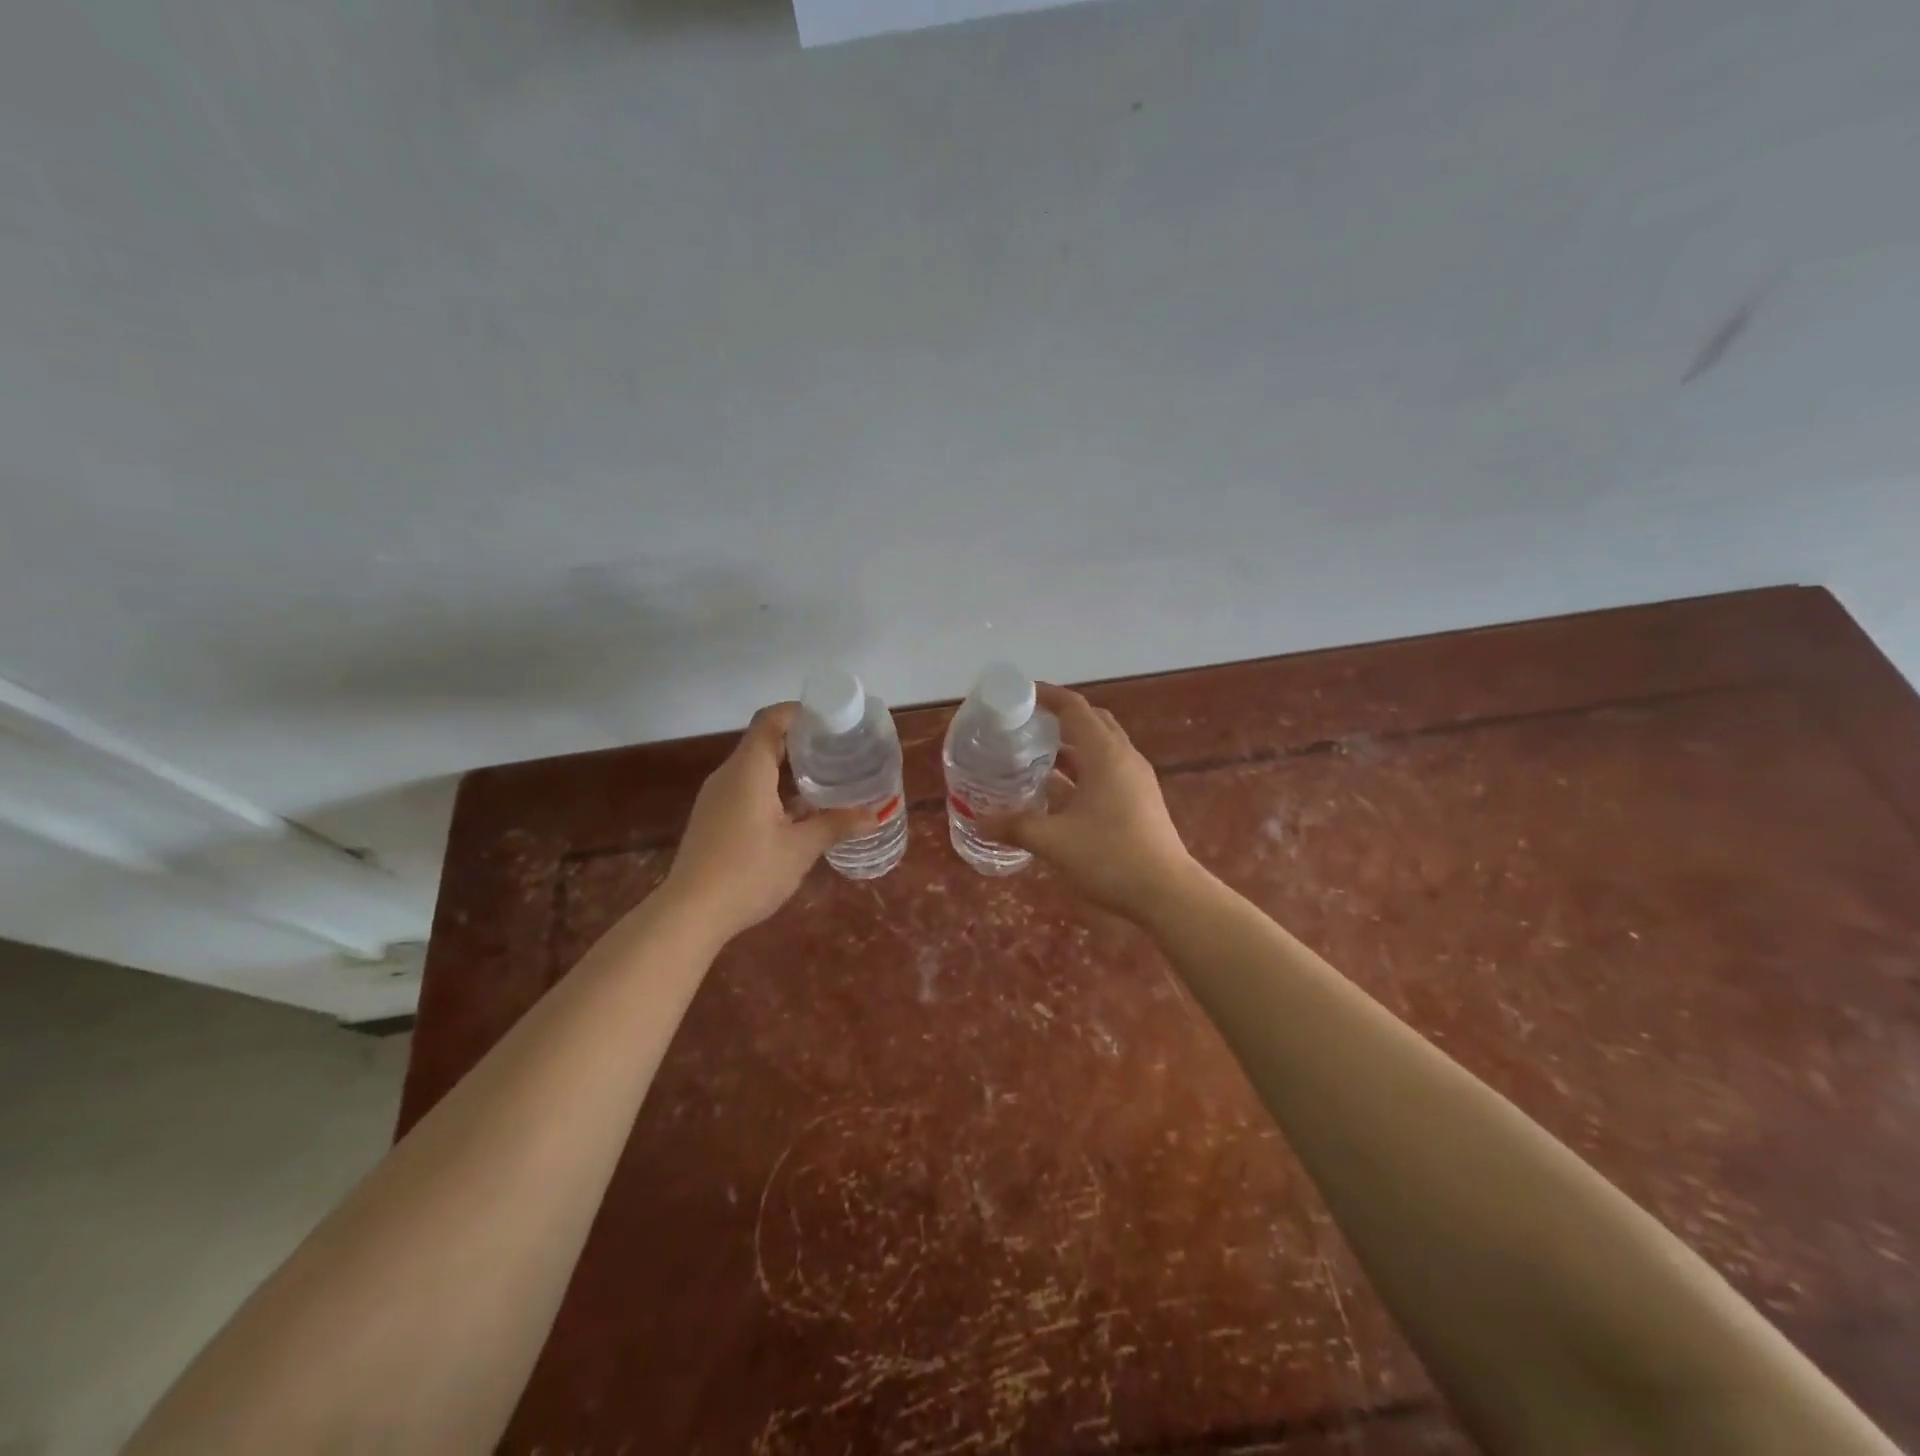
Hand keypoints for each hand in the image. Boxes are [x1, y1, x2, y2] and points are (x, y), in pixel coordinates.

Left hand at [663, 703, 873, 942]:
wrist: (689, 914)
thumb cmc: (748, 872)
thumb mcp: (800, 849)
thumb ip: (836, 825)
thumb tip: (874, 814)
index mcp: (748, 770)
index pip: (771, 720)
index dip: (801, 712)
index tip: (832, 720)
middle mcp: (728, 775)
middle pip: (764, 741)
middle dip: (801, 741)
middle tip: (839, 750)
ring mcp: (716, 798)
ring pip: (755, 768)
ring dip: (788, 769)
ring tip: (826, 779)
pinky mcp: (713, 819)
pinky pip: (746, 789)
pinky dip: (773, 789)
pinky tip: (798, 813)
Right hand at [978, 684, 1198, 919]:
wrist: (1167, 893)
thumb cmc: (1110, 857)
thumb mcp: (1054, 841)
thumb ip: (1015, 827)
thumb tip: (980, 822)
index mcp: (1105, 755)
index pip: (1074, 708)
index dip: (1047, 696)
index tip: (1019, 694)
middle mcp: (1124, 758)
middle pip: (1091, 722)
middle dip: (1060, 717)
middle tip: (1026, 724)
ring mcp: (1135, 780)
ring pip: (1100, 748)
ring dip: (1070, 746)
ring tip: (1034, 755)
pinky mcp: (1139, 801)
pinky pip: (1106, 771)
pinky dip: (1081, 770)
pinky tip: (1057, 792)